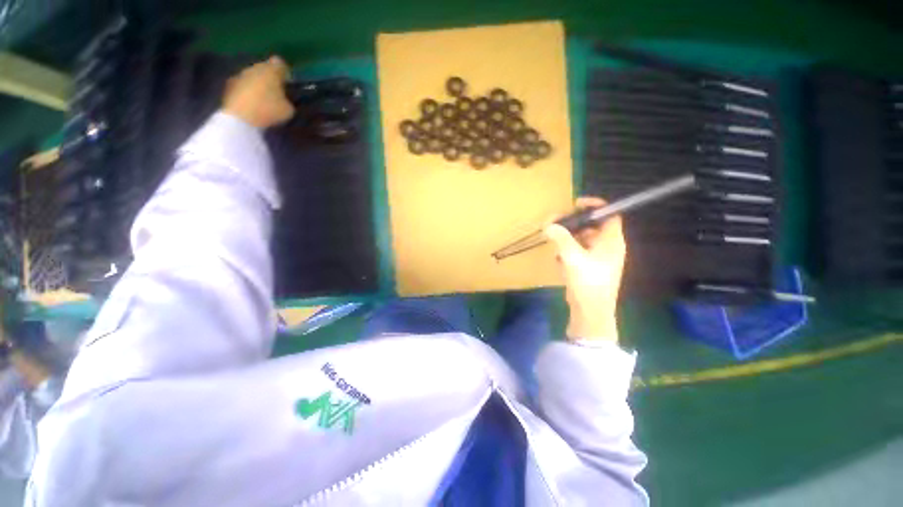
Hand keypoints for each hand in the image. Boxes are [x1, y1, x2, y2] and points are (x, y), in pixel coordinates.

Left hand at [222, 56, 294, 128]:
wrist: (241, 117)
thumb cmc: (269, 110)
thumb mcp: (289, 109)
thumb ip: (287, 100)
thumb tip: (284, 99)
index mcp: (271, 70)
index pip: (280, 63)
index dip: (284, 72)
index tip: (287, 82)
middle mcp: (255, 67)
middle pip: (264, 68)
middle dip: (270, 77)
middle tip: (276, 91)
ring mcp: (240, 75)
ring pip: (252, 76)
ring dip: (258, 84)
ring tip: (263, 98)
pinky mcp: (229, 85)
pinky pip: (243, 85)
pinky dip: (247, 91)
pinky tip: (251, 103)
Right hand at [545, 197, 625, 342]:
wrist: (590, 311)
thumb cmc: (588, 281)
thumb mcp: (572, 256)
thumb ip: (560, 238)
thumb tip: (548, 225)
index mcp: (611, 241)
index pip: (609, 214)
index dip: (594, 205)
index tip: (575, 205)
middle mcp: (608, 247)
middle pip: (591, 226)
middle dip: (572, 224)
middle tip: (555, 224)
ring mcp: (598, 259)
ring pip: (582, 240)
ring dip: (567, 240)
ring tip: (554, 244)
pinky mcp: (589, 268)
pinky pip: (578, 253)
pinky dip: (568, 253)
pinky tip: (559, 262)